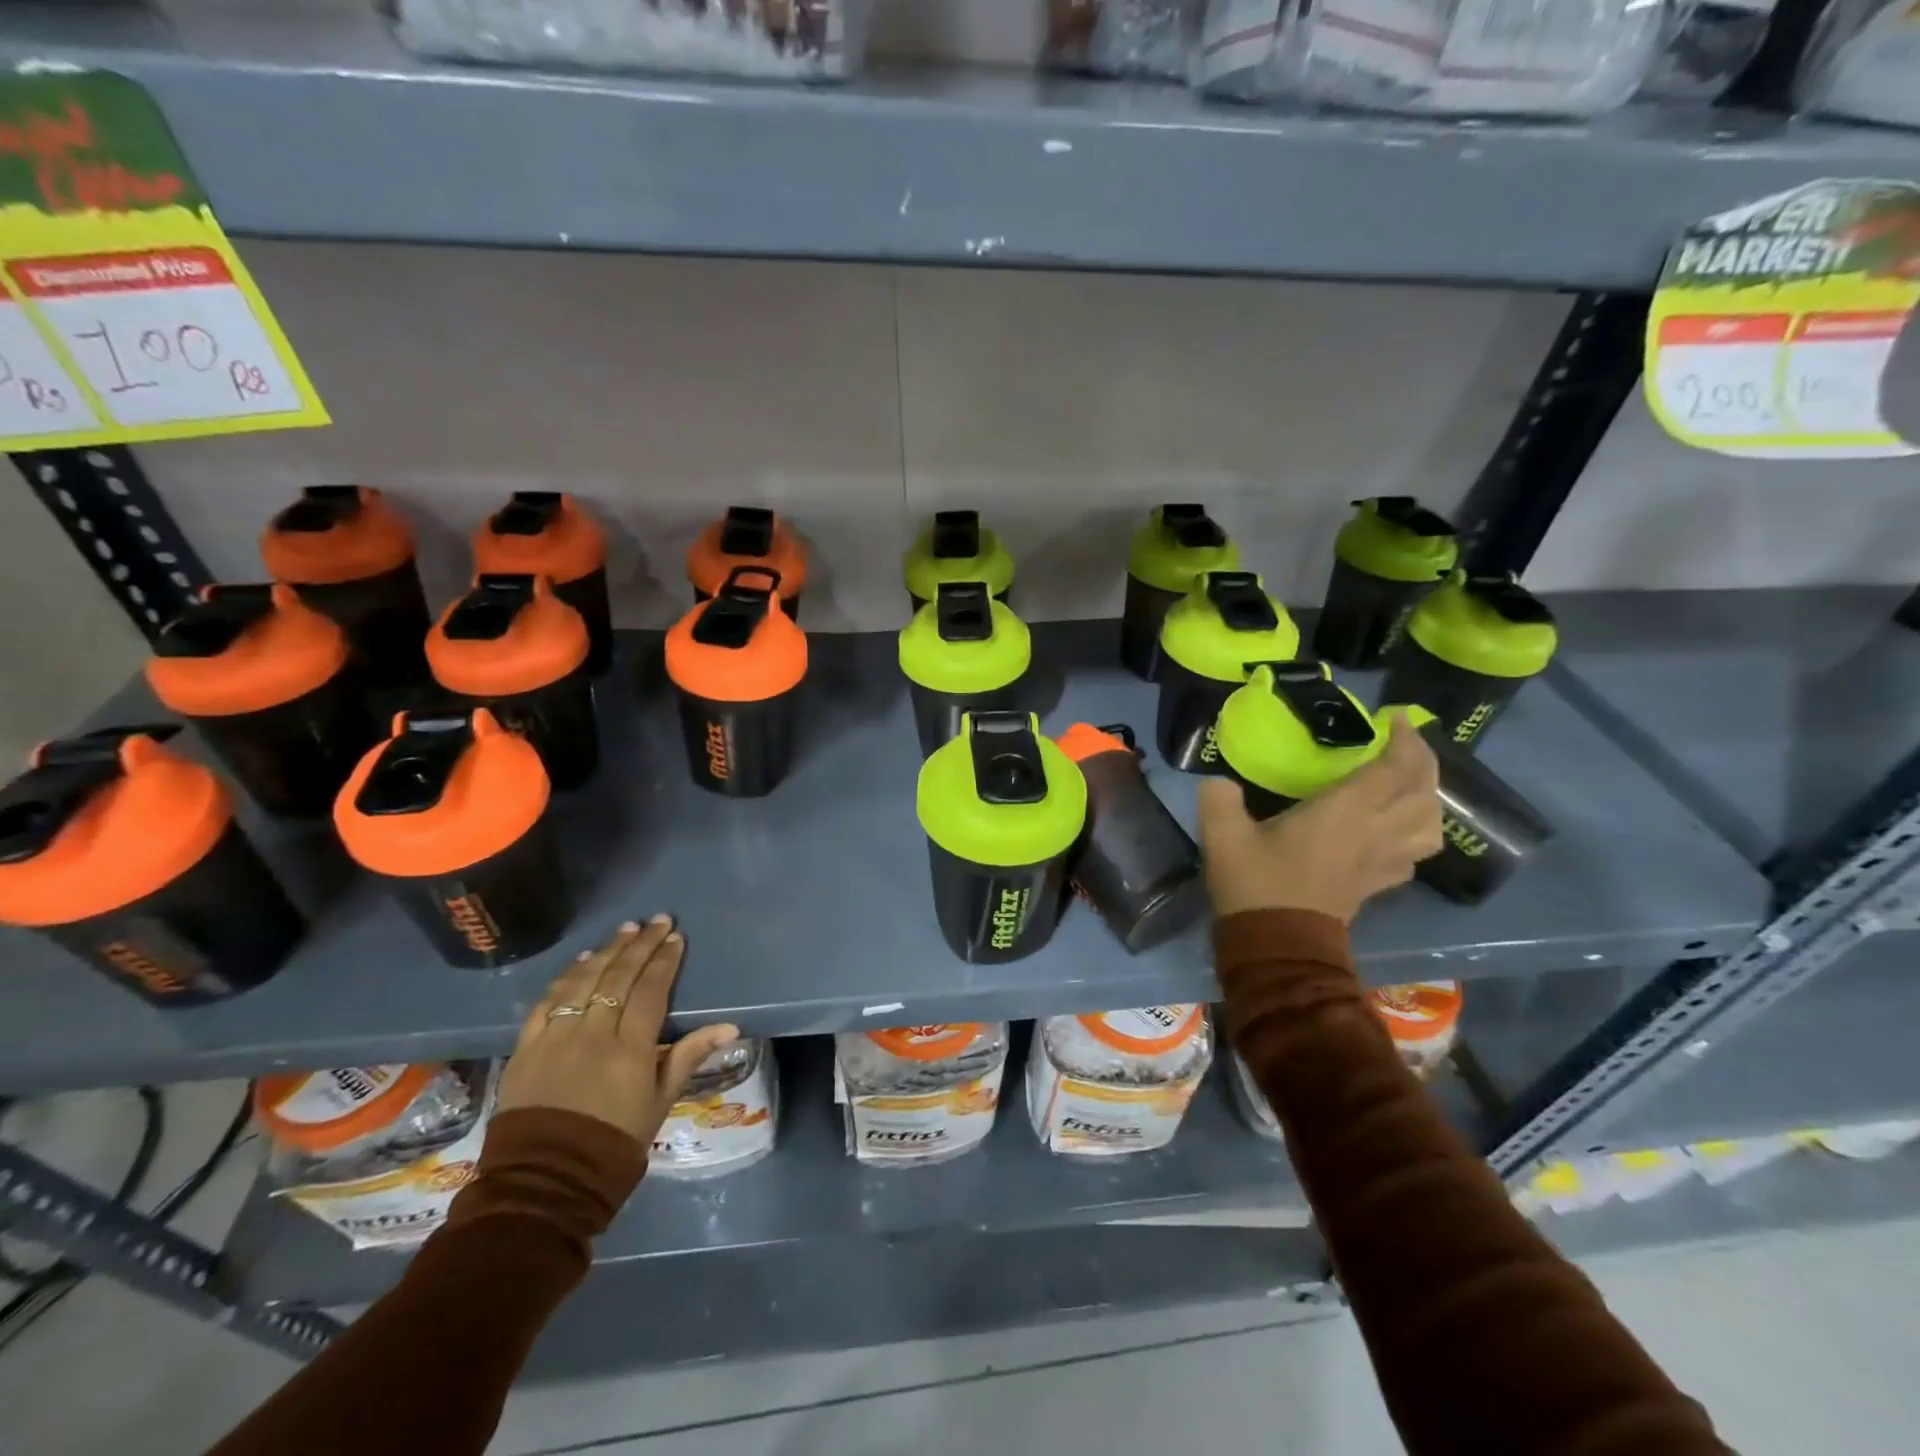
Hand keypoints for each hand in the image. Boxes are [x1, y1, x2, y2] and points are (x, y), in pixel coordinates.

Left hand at [497, 917, 738, 1148]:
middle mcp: (592, 1034)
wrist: (544, 1184)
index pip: (650, 991)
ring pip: (583, 982)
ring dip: (606, 951)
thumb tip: (730, 1026)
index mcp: (629, 1050)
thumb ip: (688, 1057)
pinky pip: (546, 1002)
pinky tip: (581, 961)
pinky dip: (565, 977)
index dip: (664, 961)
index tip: (675, 937)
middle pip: (618, 977)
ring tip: (625, 930)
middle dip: (640, 945)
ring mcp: (555, 1038)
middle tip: (657, 921)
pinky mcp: (525, 1048)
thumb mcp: (660, 1104)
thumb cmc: (613, 1144)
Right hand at [1197, 712, 1442, 924]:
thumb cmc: (1255, 884)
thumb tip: (1219, 782)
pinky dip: (1416, 833)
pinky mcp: (1377, 885)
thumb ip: (1219, 798)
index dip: (1404, 740)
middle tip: (1405, 743)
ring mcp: (1382, 862)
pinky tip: (1396, 829)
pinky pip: (1414, 854)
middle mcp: (1374, 833)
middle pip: (1423, 792)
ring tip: (1410, 784)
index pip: (1394, 769)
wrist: (1276, 947)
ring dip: (1429, 798)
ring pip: (1430, 825)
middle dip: (1423, 761)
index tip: (1397, 718)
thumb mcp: (1223, 834)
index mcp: (1344, 813)